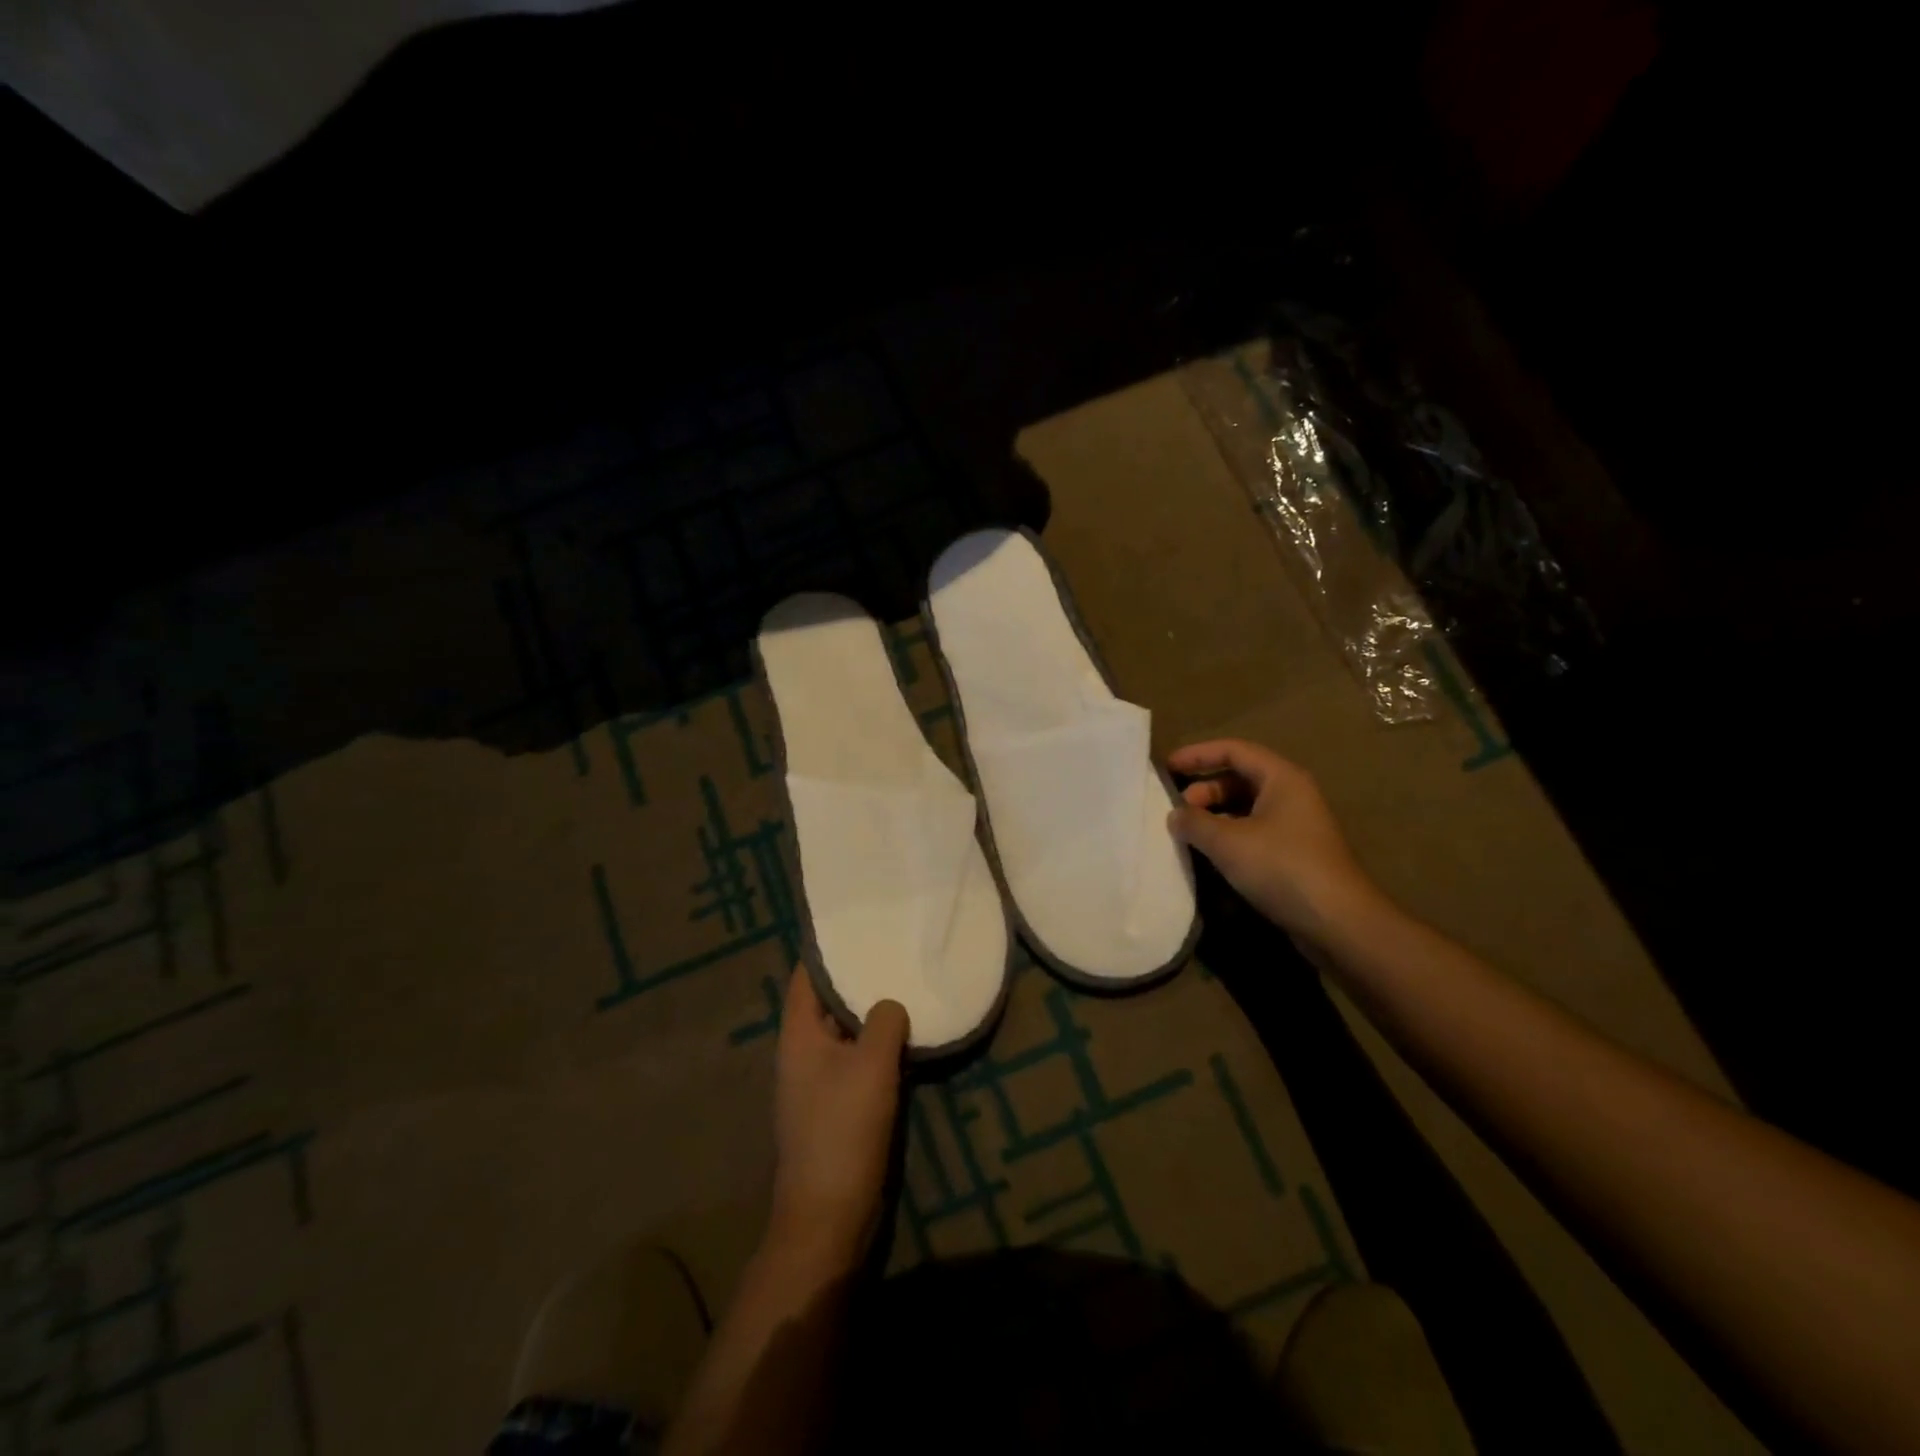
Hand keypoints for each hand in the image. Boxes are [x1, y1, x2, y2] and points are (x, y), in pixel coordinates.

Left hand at [767, 969, 908, 1276]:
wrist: (828, 1215)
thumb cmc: (843, 1130)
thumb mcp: (871, 1065)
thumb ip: (884, 1022)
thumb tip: (892, 1003)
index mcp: (798, 1035)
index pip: (805, 976)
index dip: (826, 948)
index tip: (856, 922)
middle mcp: (802, 1052)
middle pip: (826, 1001)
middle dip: (855, 976)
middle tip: (892, 946)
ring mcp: (818, 1081)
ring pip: (845, 1031)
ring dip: (870, 1012)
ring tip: (905, 981)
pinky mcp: (836, 1105)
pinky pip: (856, 1059)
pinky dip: (876, 1043)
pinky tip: (907, 1034)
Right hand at [1167, 739, 1381, 943]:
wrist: (1338, 922)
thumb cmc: (1282, 867)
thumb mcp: (1228, 842)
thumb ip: (1194, 822)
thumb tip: (1175, 815)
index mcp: (1281, 778)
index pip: (1234, 750)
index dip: (1197, 754)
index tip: (1166, 766)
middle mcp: (1291, 795)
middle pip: (1239, 779)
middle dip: (1204, 789)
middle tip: (1177, 810)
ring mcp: (1295, 826)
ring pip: (1245, 808)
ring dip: (1214, 816)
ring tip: (1187, 834)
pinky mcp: (1293, 855)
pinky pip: (1253, 833)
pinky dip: (1228, 837)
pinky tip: (1209, 856)